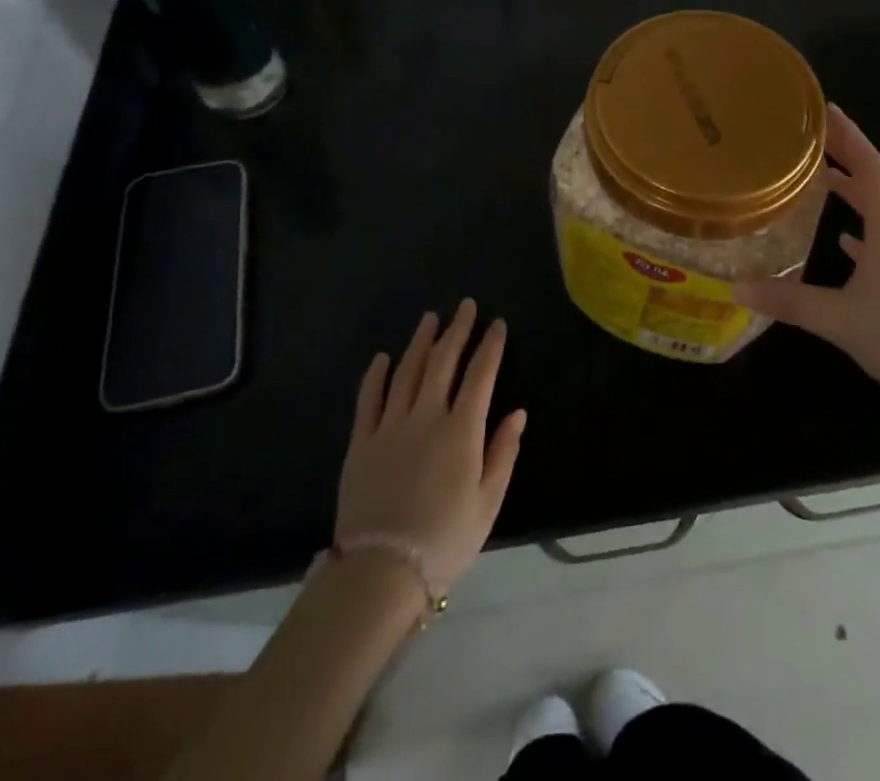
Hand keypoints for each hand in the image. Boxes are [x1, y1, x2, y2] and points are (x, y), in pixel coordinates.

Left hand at [335, 298, 525, 592]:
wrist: (381, 573)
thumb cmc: (445, 540)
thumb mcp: (488, 502)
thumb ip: (503, 452)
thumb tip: (518, 412)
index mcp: (461, 430)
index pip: (480, 375)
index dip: (490, 346)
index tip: (497, 324)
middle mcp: (426, 417)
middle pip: (443, 362)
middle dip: (457, 330)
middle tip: (465, 306)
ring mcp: (390, 427)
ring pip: (407, 372)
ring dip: (420, 342)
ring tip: (430, 318)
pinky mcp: (361, 443)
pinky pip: (369, 399)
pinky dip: (377, 375)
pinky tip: (384, 358)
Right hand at [738, 105, 879, 408]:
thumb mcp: (840, 320)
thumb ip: (789, 301)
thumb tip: (736, 286)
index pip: (872, 169)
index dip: (851, 137)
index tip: (826, 109)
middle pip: (877, 183)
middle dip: (850, 155)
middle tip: (816, 138)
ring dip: (855, 190)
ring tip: (823, 177)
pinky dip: (861, 231)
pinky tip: (843, 240)